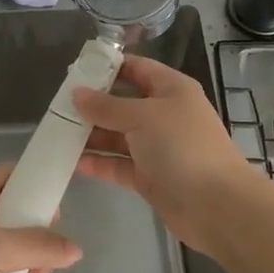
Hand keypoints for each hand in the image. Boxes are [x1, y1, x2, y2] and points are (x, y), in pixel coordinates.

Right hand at [73, 54, 269, 256]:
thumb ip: (107, 106)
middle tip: (57, 106)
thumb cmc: (182, 146)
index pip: (136, 68)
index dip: (108, 67)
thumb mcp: (142, 117)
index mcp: (171, 89)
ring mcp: (157, 147)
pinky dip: (99, 162)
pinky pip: (119, 164)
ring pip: (118, 135)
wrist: (216, 205)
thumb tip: (77, 93)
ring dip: (91, 135)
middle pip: (123, 103)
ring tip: (57, 134)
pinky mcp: (150, 176)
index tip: (75, 71)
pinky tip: (71, 162)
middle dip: (93, 105)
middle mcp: (164, 114)